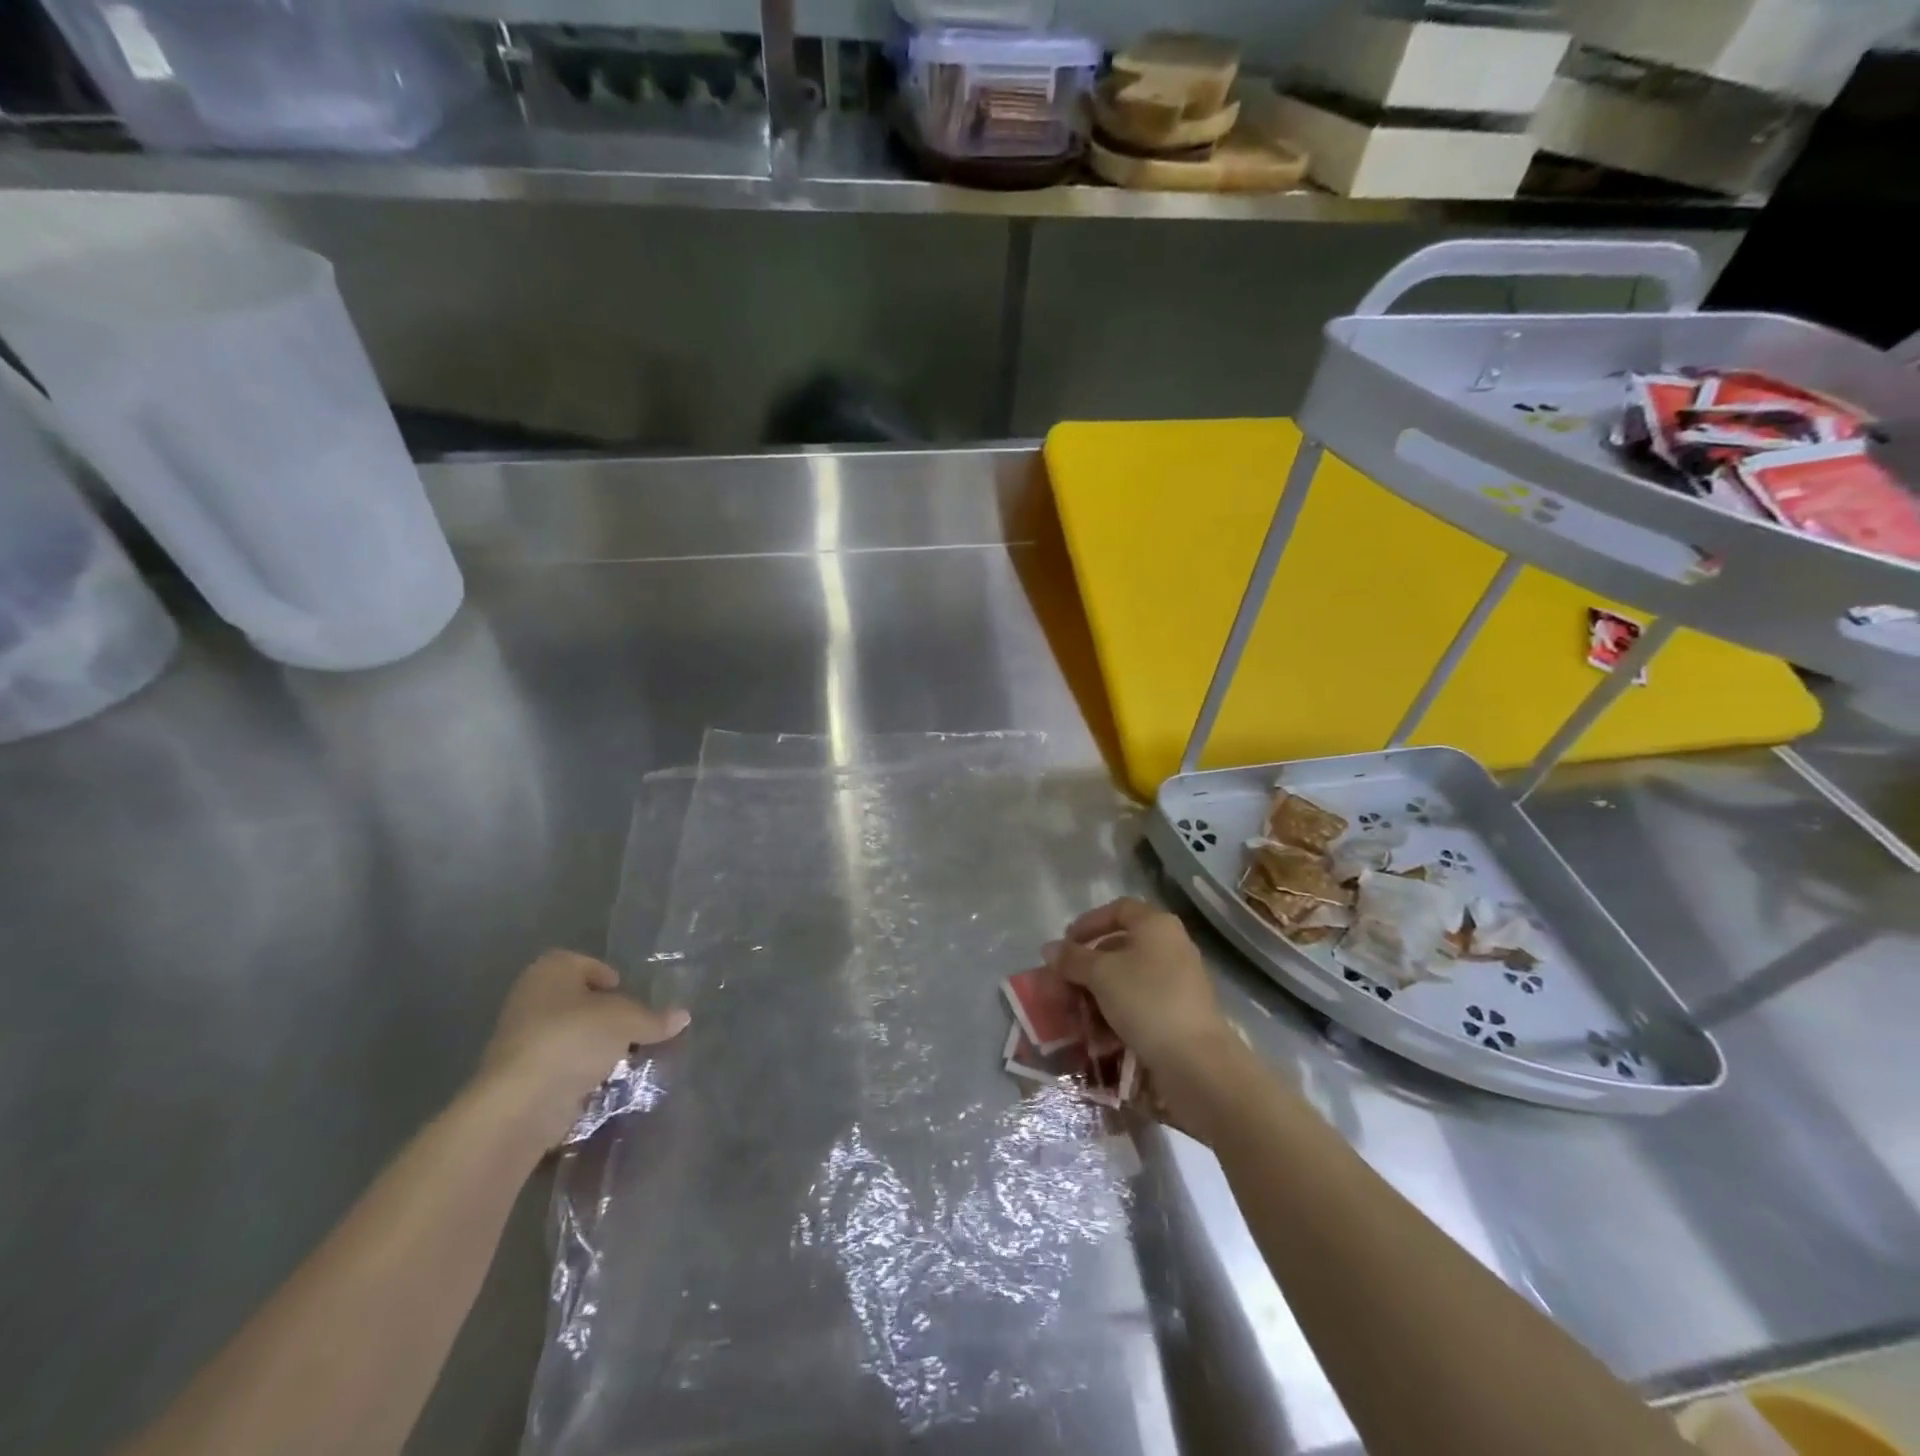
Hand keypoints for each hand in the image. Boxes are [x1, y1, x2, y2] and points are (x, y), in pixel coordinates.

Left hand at [475, 950, 688, 1148]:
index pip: (588, 965)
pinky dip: (579, 1070)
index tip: (631, 998)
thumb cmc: (575, 1039)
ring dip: (594, 1045)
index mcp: (551, 970)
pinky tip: (601, 1080)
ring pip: (570, 1033)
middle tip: (633, 1028)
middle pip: (579, 1000)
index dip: (611, 979)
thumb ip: (655, 1018)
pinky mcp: (520, 1074)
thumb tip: (684, 1016)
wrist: (522, 1102)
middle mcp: (531, 997)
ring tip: (623, 1057)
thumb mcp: (627, 1021)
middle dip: (606, 1015)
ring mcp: (520, 1038)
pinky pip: (560, 1063)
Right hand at [1045, 899, 1248, 1119]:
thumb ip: (1073, 959)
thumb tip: (1049, 949)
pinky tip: (1099, 1034)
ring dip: (1099, 993)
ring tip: (1076, 1013)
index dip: (1089, 922)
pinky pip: (1140, 1003)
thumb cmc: (1146, 1001)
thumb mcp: (1101, 974)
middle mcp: (1171, 946)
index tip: (1066, 944)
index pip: (1118, 909)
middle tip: (1065, 982)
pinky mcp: (1179, 1013)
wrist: (1195, 1061)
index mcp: (1156, 925)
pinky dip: (1117, 1012)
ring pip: (1129, 978)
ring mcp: (1179, 981)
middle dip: (1088, 964)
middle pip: (1121, 946)